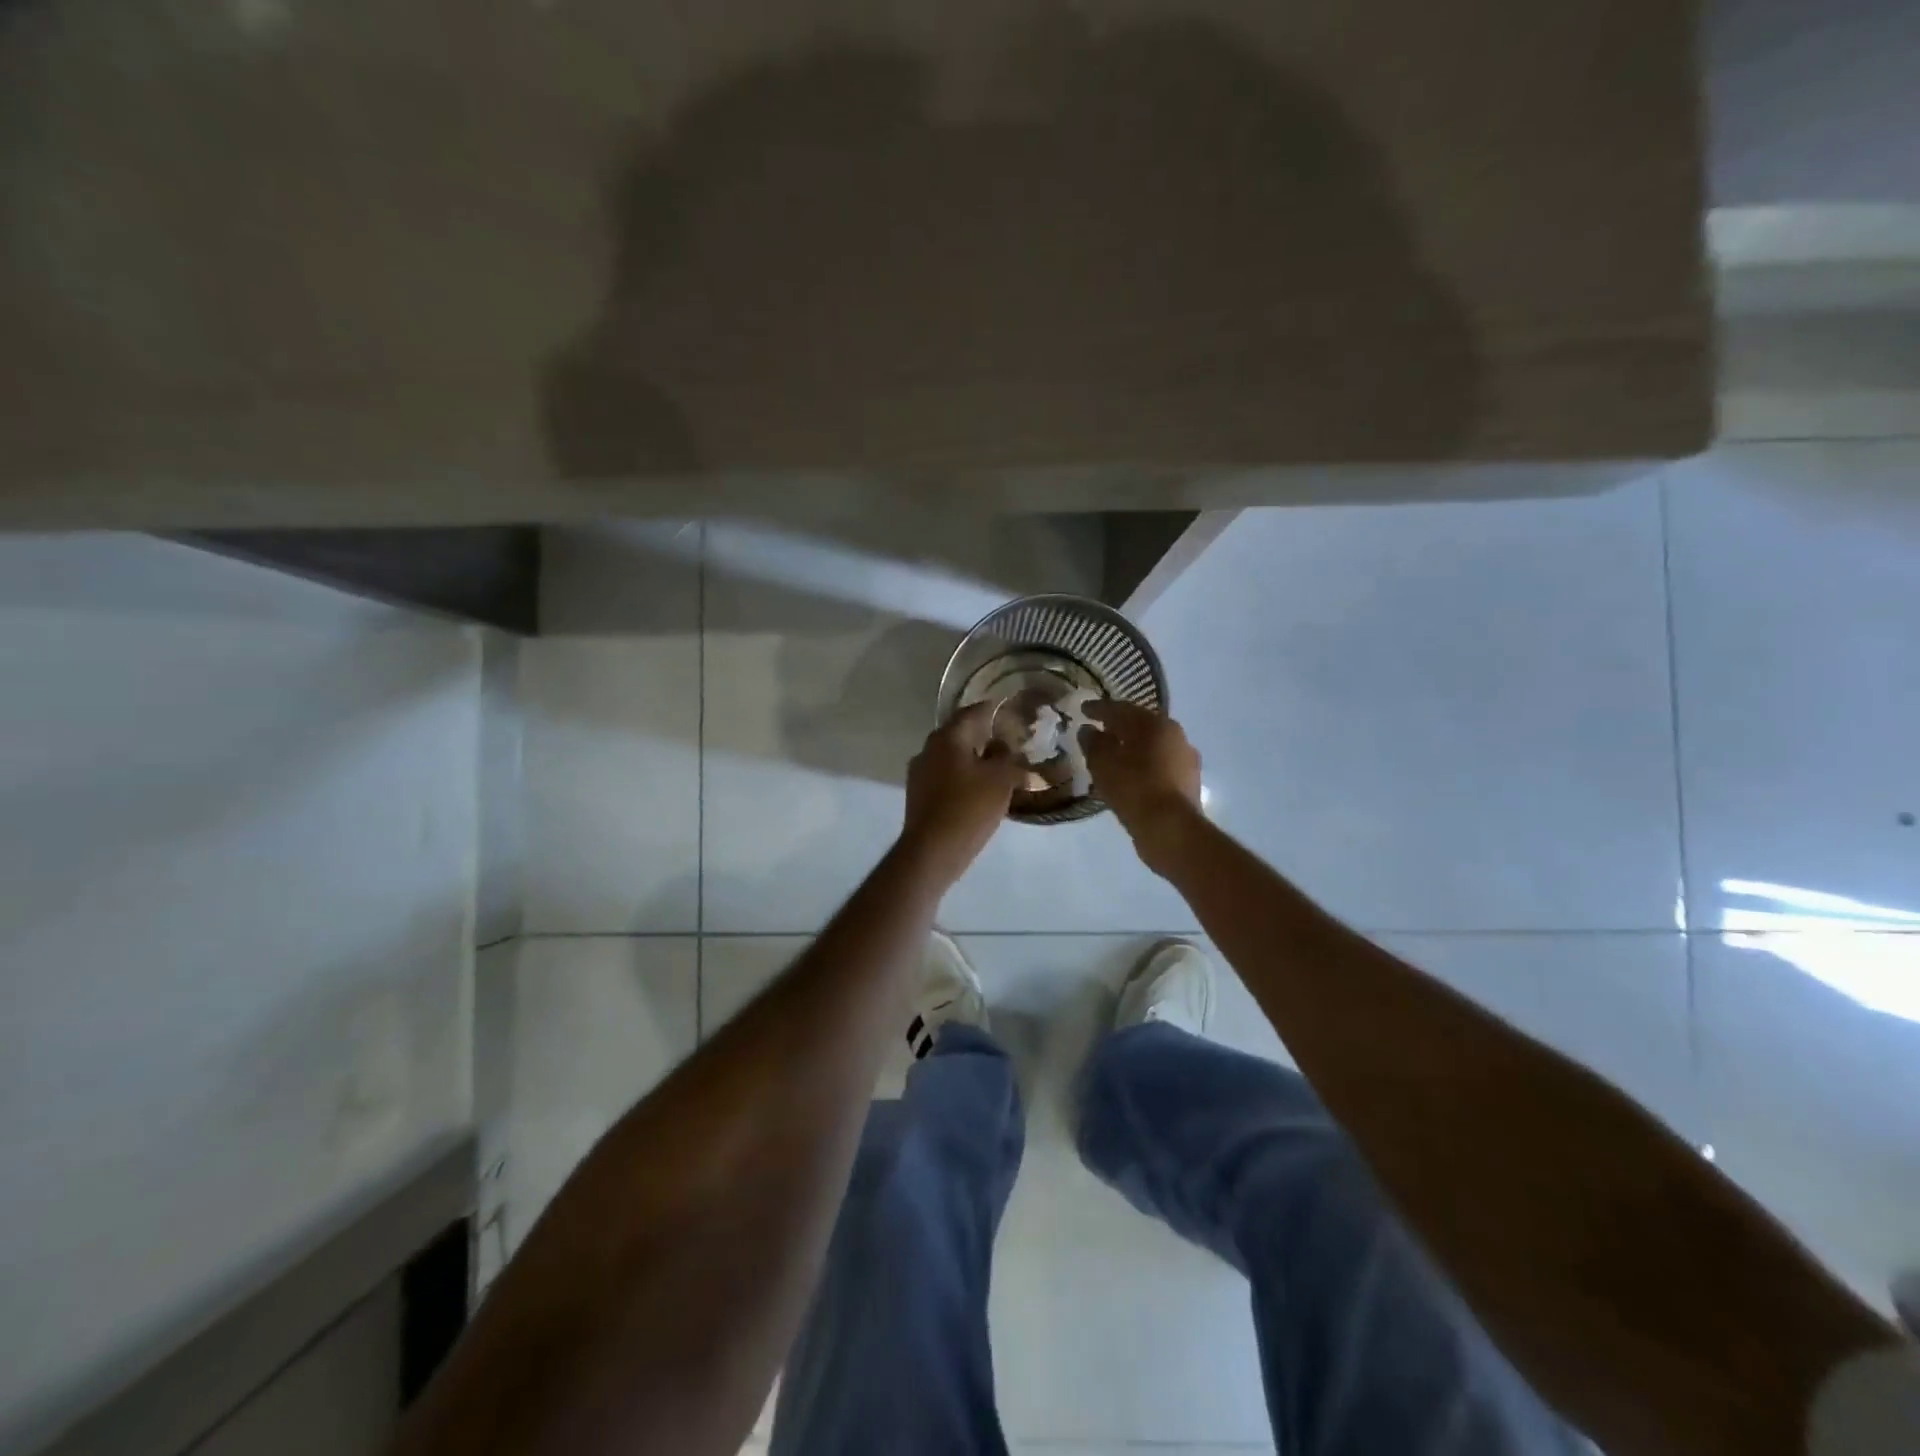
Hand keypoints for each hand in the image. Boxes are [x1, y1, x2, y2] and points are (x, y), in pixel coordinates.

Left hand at [901, 702, 1027, 884]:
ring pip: (953, 758)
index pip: (973, 712)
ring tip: (999, 769)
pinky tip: (980, 791)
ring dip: (974, 760)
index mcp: (947, 737)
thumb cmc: (969, 808)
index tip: (1012, 713)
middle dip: (985, 737)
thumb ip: (1007, 757)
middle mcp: (928, 749)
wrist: (932, 851)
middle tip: (1010, 744)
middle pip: (961, 735)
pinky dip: (963, 778)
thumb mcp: (1001, 779)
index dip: (994, 711)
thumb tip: (1004, 746)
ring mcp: (920, 773)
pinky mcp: (919, 796)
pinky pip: (946, 778)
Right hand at [1083, 700, 1203, 872]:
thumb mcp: (1103, 763)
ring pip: (1152, 746)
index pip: (1121, 709)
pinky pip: (1159, 766)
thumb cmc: (1134, 788)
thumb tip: (1088, 730)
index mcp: (1155, 723)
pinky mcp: (1188, 782)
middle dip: (1118, 726)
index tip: (1082, 709)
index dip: (1098, 708)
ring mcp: (1185, 759)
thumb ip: (1093, 742)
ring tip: (1112, 755)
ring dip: (1132, 747)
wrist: (1171, 829)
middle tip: (1098, 728)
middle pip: (1140, 725)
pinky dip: (1142, 766)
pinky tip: (1129, 776)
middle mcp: (1175, 735)